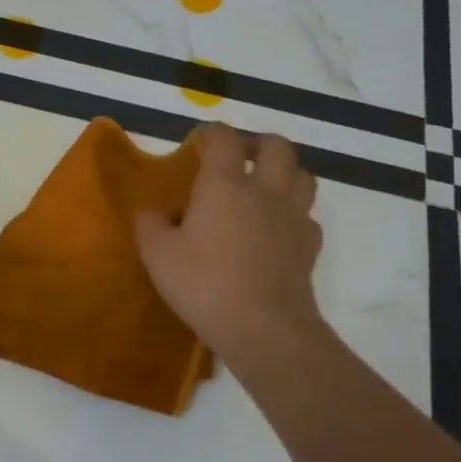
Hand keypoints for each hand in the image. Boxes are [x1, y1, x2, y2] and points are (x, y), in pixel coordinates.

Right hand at [136, 124, 324, 369]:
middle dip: (257, 143)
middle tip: (238, 157)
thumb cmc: (204, 285)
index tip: (198, 141)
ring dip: (284, 172)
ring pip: (302, 175)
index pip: (223, 139)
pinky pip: (307, 216)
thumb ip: (150, 225)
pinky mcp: (310, 246)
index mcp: (224, 185)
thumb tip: (154, 212)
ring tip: (264, 186)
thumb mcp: (158, 255)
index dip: (210, 133)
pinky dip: (293, 214)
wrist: (264, 328)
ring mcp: (293, 217)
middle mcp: (265, 191)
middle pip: (276, 146)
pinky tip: (277, 230)